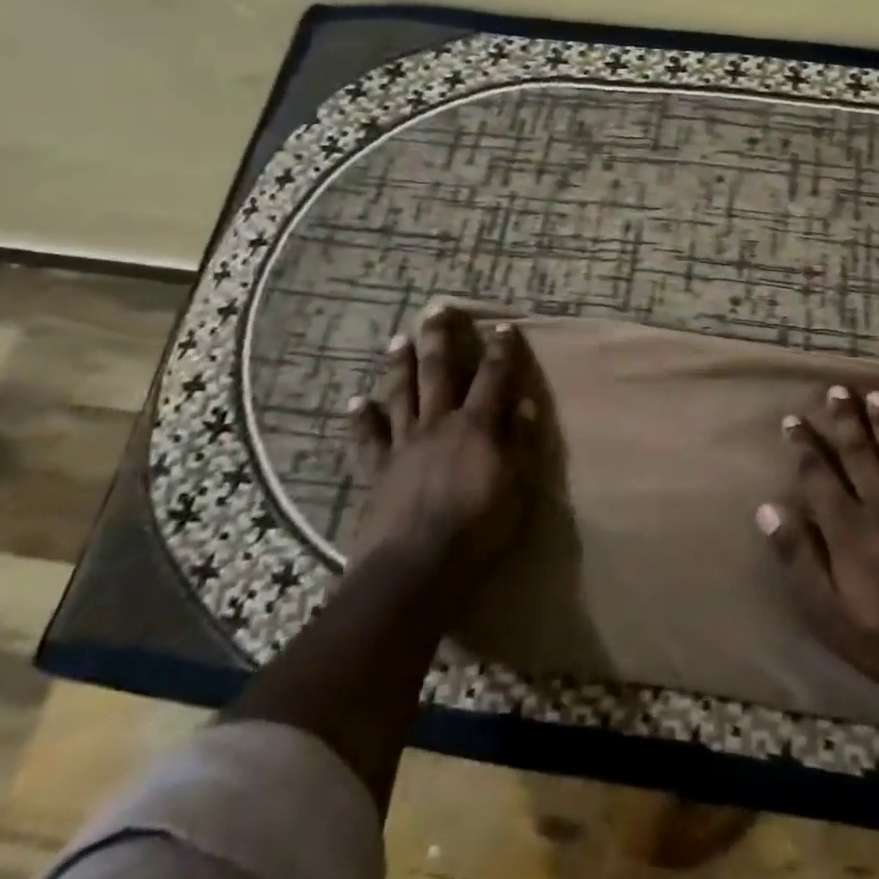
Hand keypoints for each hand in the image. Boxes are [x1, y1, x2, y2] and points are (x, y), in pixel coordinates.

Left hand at [348, 304, 535, 578]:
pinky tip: (354, 403)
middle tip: (436, 310)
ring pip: (399, 395)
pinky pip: (366, 439)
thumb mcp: (515, 488)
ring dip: (398, 366)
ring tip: (397, 340)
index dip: (500, 351)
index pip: (493, 378)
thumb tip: (524, 405)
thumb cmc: (477, 531)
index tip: (503, 328)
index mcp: (475, 427)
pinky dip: (360, 419)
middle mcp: (437, 424)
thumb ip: (519, 444)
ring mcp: (403, 445)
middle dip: (439, 339)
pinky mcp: (377, 470)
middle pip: (438, 372)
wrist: (416, 568)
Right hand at [757, 385, 878, 691]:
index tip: (793, 419)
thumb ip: (797, 554)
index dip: (804, 445)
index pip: (818, 474)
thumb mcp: (824, 607)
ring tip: (878, 395)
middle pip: (860, 453)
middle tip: (838, 390)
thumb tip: (767, 509)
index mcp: (847, 526)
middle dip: (847, 420)